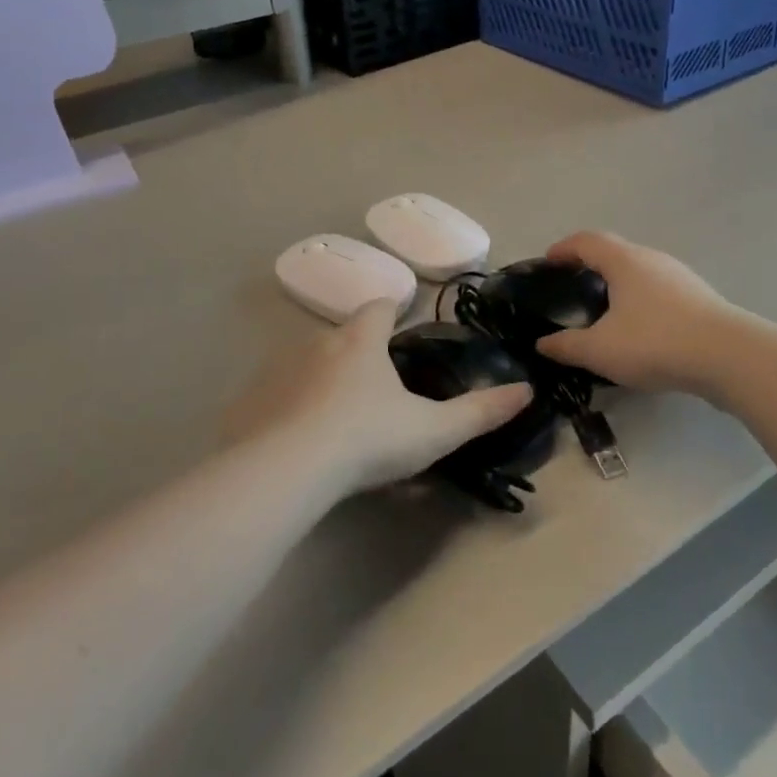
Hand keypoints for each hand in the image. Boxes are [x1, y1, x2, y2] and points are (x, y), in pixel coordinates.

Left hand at [250, 301, 532, 493]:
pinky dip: (289, 407)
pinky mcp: (250, 402)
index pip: (380, 306)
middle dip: (360, 351)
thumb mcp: (433, 430)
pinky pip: (274, 396)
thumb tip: (527, 391)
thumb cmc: (368, 439)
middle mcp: (318, 344)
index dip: (394, 311)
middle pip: (343, 335)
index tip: (403, 326)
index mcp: (361, 341)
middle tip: (378, 386)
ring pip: (307, 363)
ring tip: (338, 416)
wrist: (287, 470)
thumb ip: (481, 412)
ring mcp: (279, 370)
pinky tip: (298, 439)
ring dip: (323, 378)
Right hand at [536, 232, 736, 393]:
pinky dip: (640, 302)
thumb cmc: (656, 342)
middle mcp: (652, 260)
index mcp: (624, 261)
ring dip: (618, 285)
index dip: (563, 249)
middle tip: (572, 289)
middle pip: (614, 252)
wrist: (730, 357)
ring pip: (639, 273)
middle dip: (590, 266)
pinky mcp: (699, 299)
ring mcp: (680, 278)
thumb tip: (542, 343)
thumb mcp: (600, 350)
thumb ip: (566, 346)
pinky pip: (659, 292)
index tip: (547, 263)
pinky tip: (639, 330)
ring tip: (604, 311)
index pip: (586, 241)